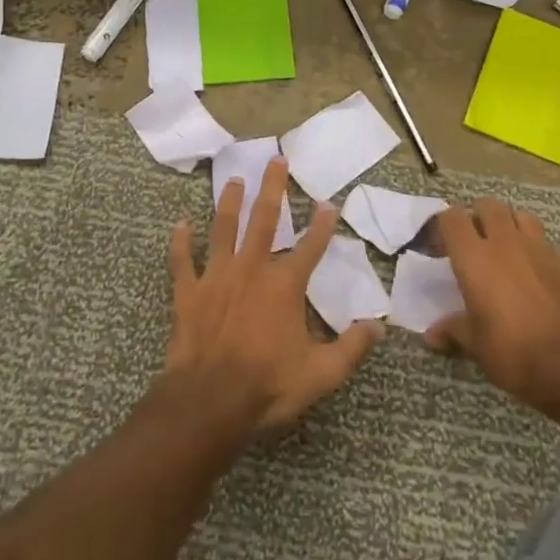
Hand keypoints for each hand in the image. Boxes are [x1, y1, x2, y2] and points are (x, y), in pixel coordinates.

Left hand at [163, 156, 382, 433]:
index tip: (329, 203)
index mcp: (285, 285)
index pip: (311, 247)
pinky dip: (180, 243)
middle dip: (272, 188)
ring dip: (229, 202)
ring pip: (223, 229)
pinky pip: (182, 261)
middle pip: (264, 220)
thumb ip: (352, 348)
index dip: (323, 225)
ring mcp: (217, 276)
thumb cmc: (268, 385)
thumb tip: (379, 327)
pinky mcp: (188, 292)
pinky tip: (180, 224)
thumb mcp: (322, 373)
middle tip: (275, 159)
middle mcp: (251, 269)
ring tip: (235, 180)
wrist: (210, 400)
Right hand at [430, 199, 559, 414]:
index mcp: (474, 256)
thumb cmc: (509, 350)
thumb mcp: (474, 343)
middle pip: (489, 205)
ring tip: (505, 246)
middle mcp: (504, 243)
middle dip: (478, 216)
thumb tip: (432, 336)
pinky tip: (535, 269)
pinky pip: (547, 243)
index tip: (441, 245)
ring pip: (521, 215)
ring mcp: (538, 249)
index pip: (452, 217)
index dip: (444, 225)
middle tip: (473, 241)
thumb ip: (452, 330)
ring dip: (510, 224)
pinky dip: (539, 249)